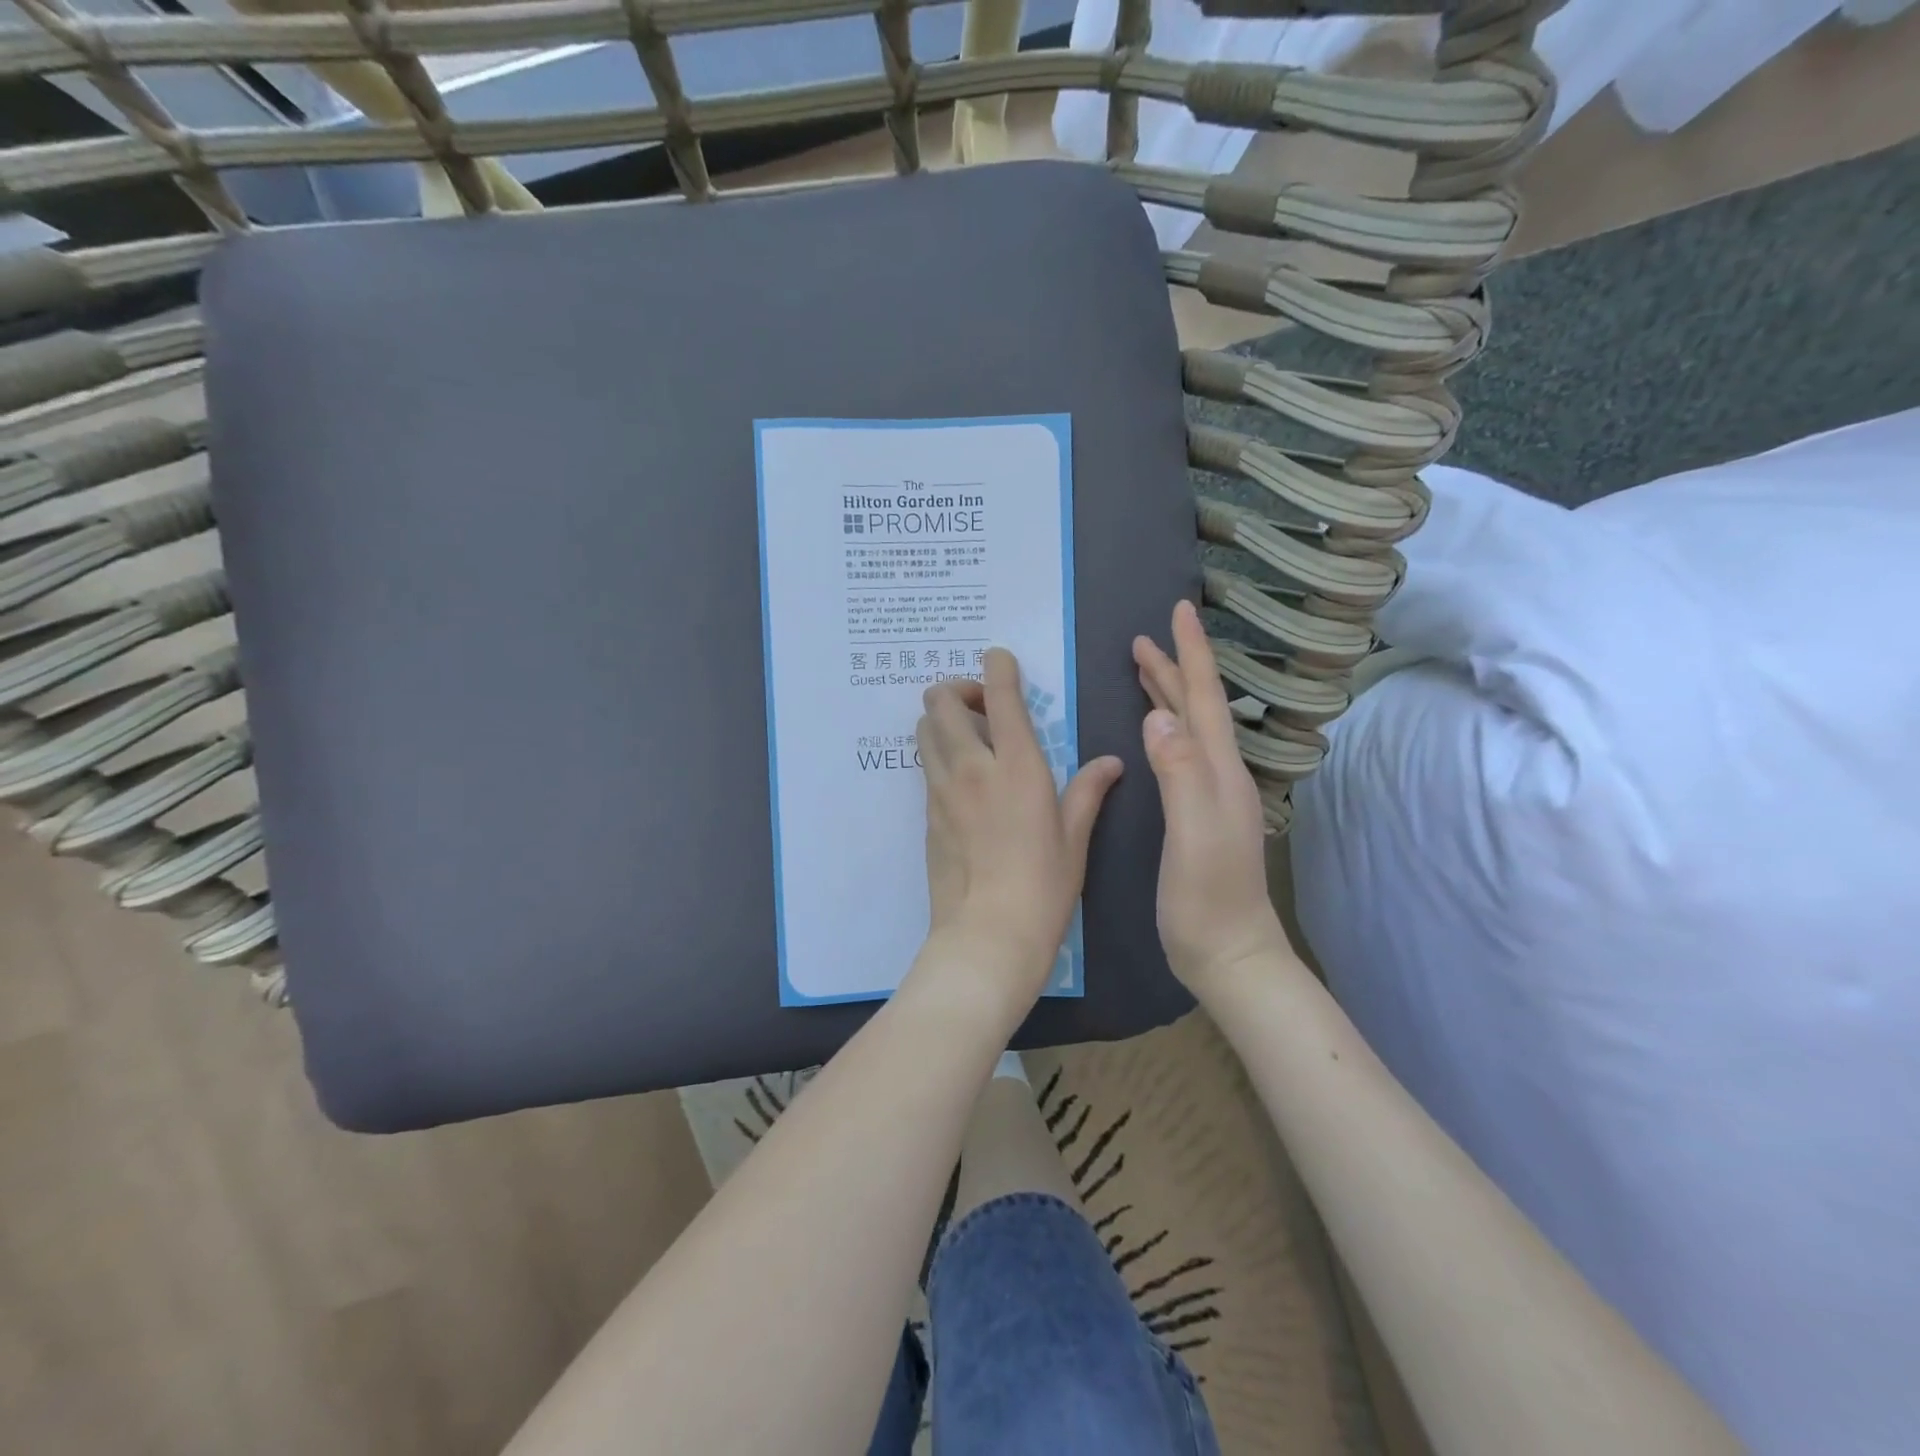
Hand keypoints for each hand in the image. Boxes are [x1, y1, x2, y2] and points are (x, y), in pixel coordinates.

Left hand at [915, 648, 1122, 1009]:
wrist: (987, 935)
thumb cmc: (1043, 887)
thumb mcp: (1075, 837)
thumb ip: (1088, 790)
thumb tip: (1111, 762)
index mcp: (1017, 766)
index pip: (998, 695)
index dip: (997, 666)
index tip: (1000, 659)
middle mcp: (971, 767)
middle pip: (940, 700)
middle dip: (957, 689)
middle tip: (983, 711)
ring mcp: (941, 790)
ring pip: (924, 728)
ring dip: (942, 719)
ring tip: (970, 741)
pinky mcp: (926, 814)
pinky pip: (926, 766)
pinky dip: (938, 754)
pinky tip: (963, 780)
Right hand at [1133, 600, 1290, 994]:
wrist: (1228, 953)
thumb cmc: (1207, 898)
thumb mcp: (1193, 834)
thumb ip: (1181, 774)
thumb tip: (1158, 716)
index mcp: (1219, 771)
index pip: (1205, 699)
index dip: (1191, 654)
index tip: (1180, 611)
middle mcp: (1220, 774)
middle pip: (1197, 708)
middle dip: (1174, 668)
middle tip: (1144, 638)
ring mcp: (1211, 795)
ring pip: (1190, 729)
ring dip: (1170, 694)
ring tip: (1146, 670)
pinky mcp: (1197, 813)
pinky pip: (1181, 753)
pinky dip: (1166, 727)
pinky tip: (1154, 730)